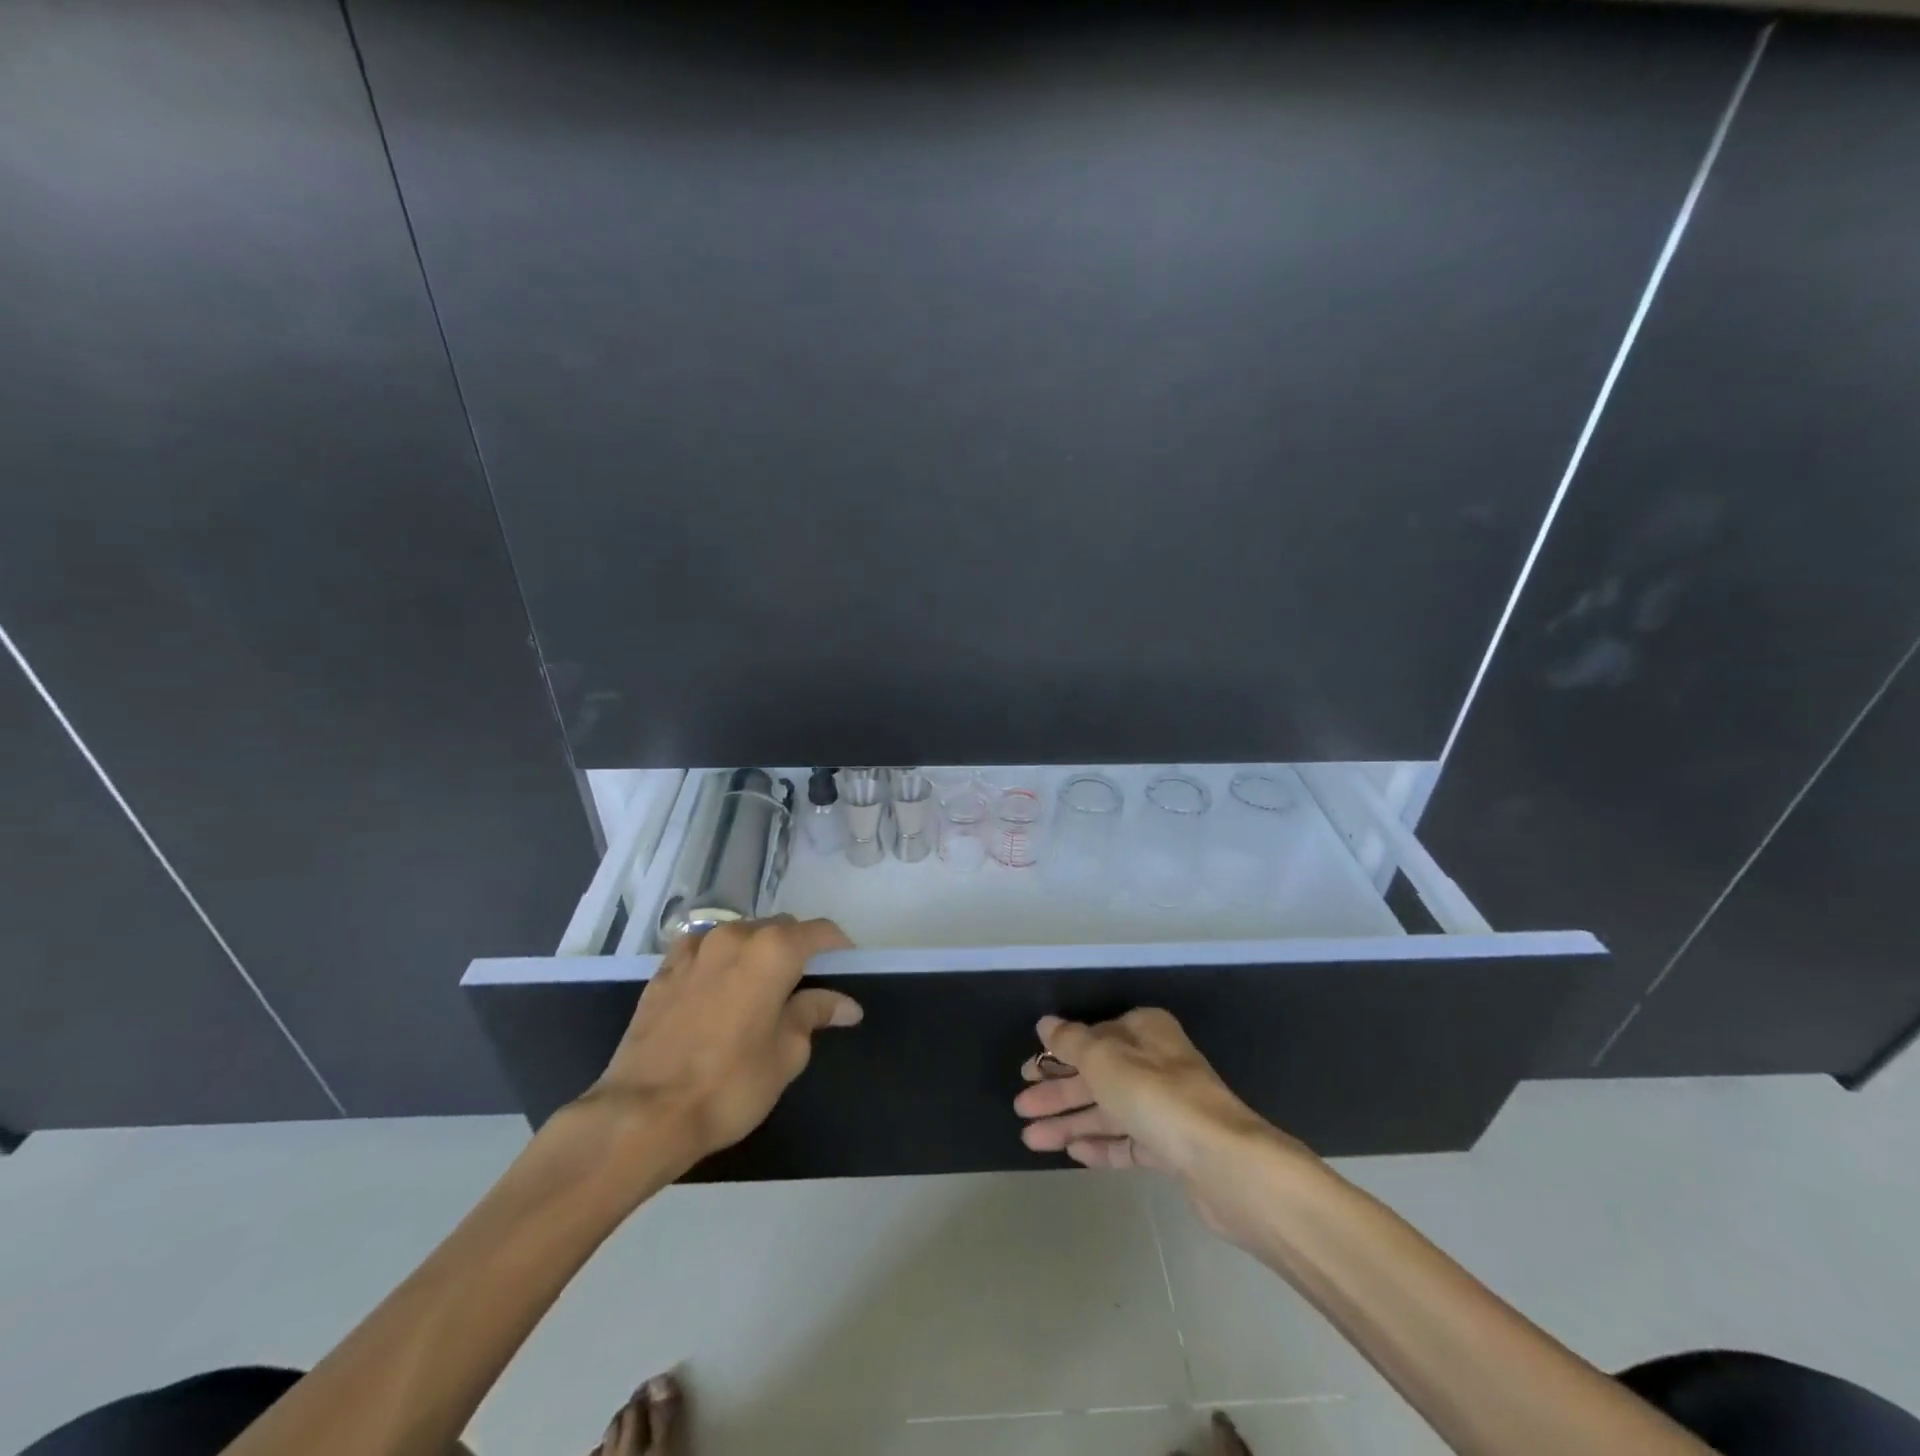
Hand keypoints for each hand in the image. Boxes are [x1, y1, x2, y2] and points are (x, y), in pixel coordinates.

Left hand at [575, 916, 860, 1171]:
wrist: (643, 1114)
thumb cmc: (730, 1084)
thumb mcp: (787, 1054)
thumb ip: (815, 1014)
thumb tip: (845, 1004)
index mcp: (773, 951)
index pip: (819, 931)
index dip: (838, 946)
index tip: (846, 968)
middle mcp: (735, 936)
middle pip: (779, 928)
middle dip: (797, 948)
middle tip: (805, 986)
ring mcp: (695, 950)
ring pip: (740, 934)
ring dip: (757, 951)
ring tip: (760, 988)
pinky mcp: (664, 970)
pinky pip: (703, 950)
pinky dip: (719, 959)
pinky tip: (717, 987)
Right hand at [1014, 1007, 1307, 1240]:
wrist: (1226, 1165)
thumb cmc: (1158, 1097)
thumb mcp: (1104, 1060)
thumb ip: (1071, 1042)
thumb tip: (1046, 1023)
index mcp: (1145, 1032)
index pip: (1093, 1037)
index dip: (1057, 1054)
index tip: (1026, 1071)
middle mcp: (1156, 1064)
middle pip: (1097, 1075)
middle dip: (1058, 1092)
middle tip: (1021, 1108)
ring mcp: (1166, 1108)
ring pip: (1108, 1110)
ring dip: (1070, 1121)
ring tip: (1032, 1139)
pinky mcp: (1173, 1149)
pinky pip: (1128, 1142)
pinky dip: (1100, 1144)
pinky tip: (1072, 1152)